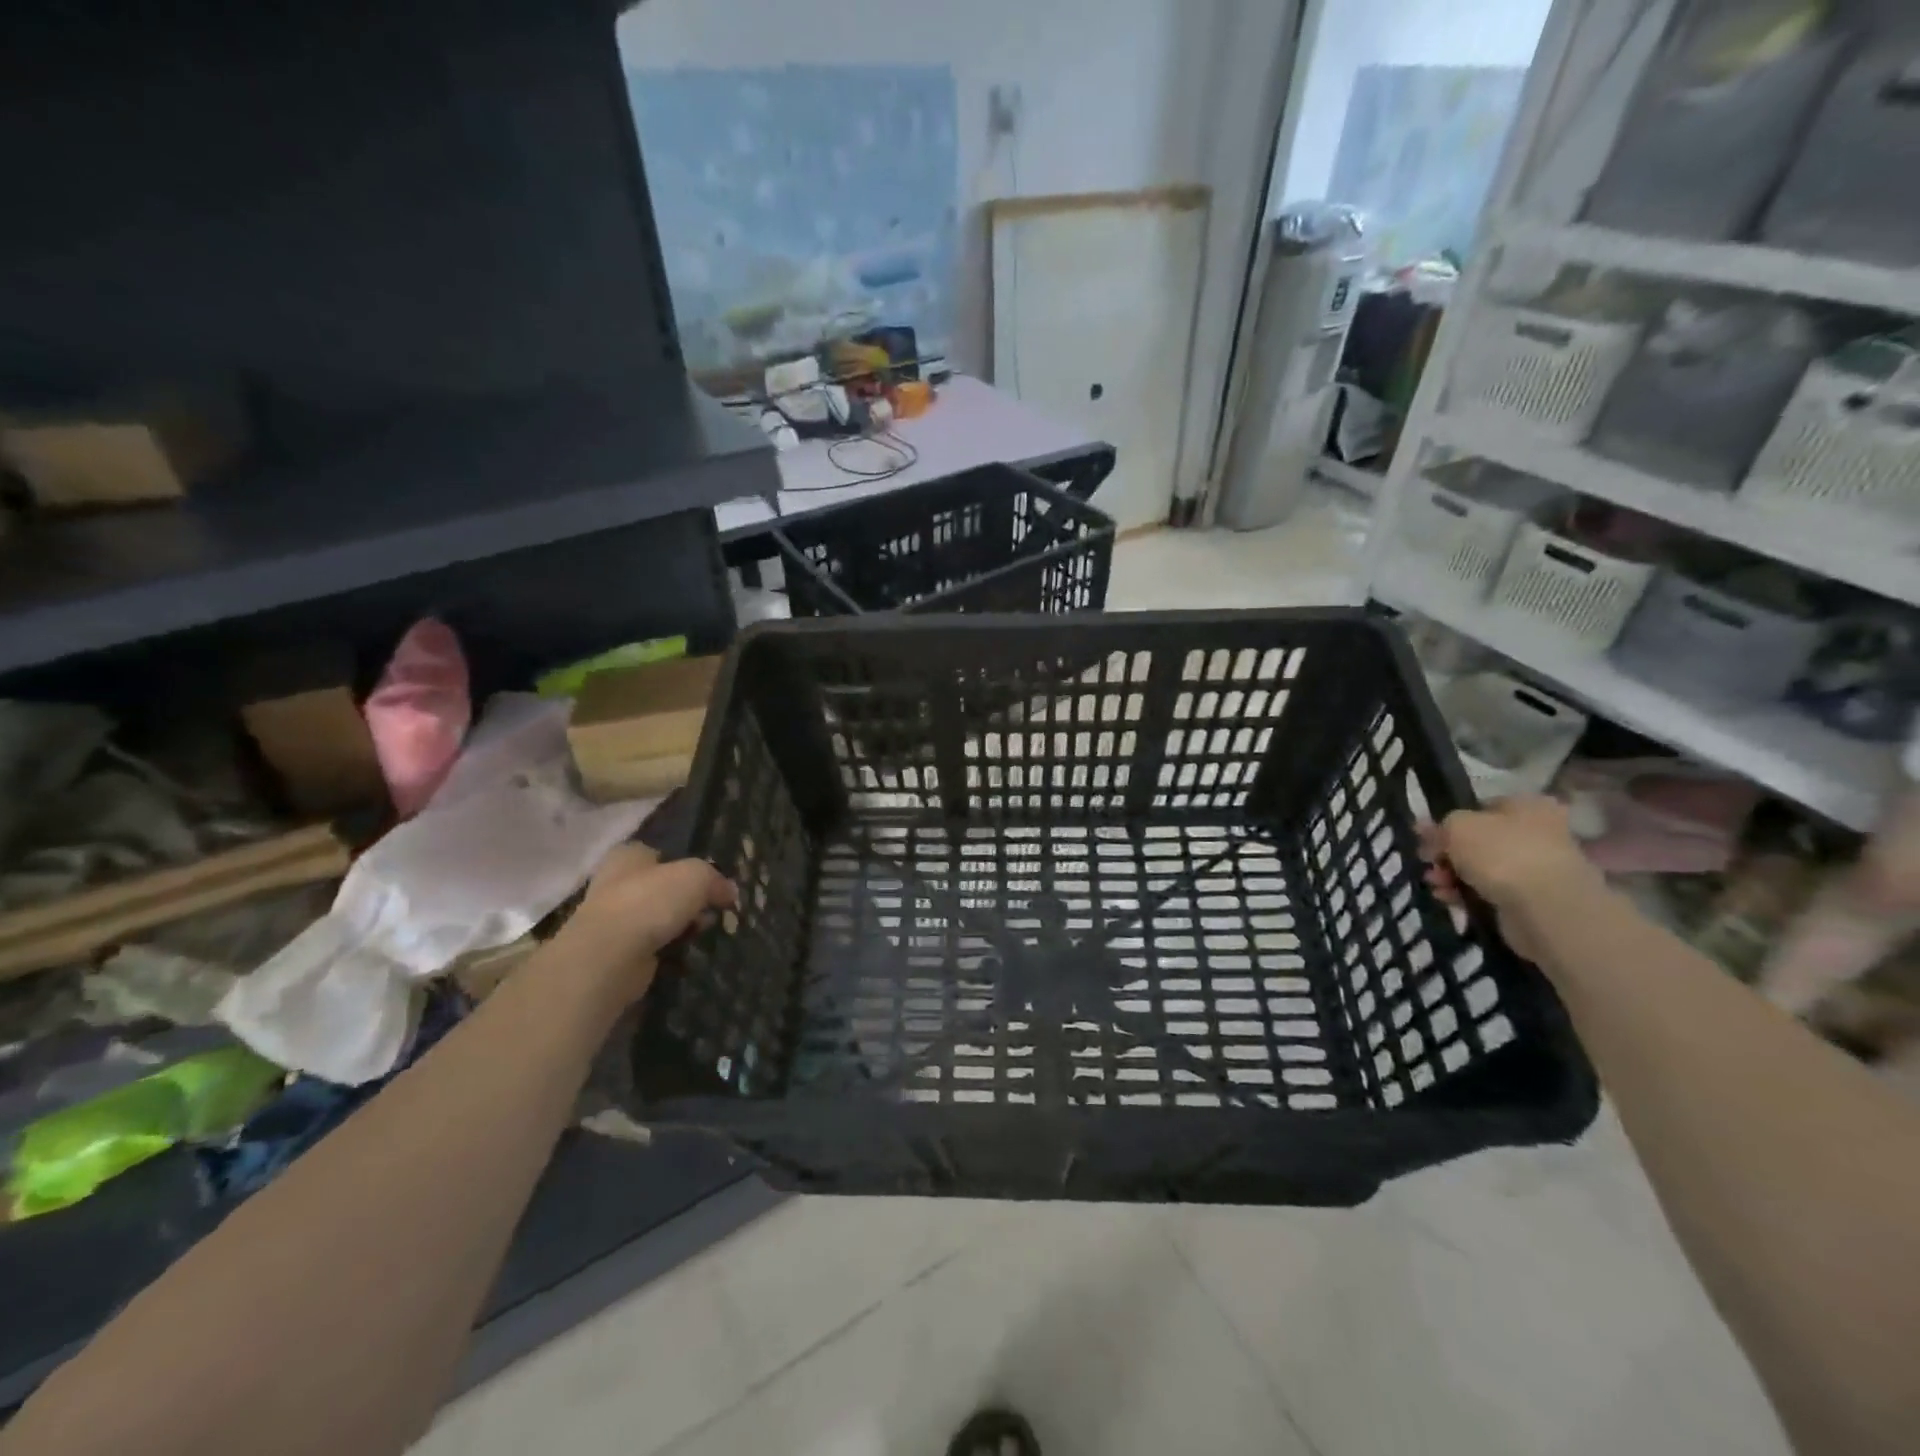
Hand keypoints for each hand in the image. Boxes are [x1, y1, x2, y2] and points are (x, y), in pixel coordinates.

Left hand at [559, 844, 736, 1005]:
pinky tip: (686, 953)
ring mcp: (613, 920)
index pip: (659, 854)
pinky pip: (653, 946)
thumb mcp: (697, 876)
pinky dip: (670, 950)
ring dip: (681, 926)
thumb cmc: (650, 902)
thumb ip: (715, 879)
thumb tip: (729, 892)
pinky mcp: (617, 952)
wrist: (610, 956)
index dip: (685, 865)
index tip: (708, 882)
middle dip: (688, 900)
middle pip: (662, 888)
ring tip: (703, 933)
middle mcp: (615, 883)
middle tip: (712, 910)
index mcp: (628, 856)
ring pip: (659, 918)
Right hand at [1418, 795, 1601, 965]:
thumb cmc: (1501, 853)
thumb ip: (1439, 826)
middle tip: (1428, 861)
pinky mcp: (1532, 899)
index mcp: (1527, 806)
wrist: (1546, 907)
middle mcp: (1537, 833)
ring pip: (1482, 867)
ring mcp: (1537, 868)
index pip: (1481, 808)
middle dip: (1447, 853)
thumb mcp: (1457, 826)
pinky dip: (1467, 894)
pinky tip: (1448, 898)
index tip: (1427, 837)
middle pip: (1479, 840)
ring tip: (1435, 883)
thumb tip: (1427, 829)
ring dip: (1452, 874)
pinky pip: (1491, 892)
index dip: (1450, 822)